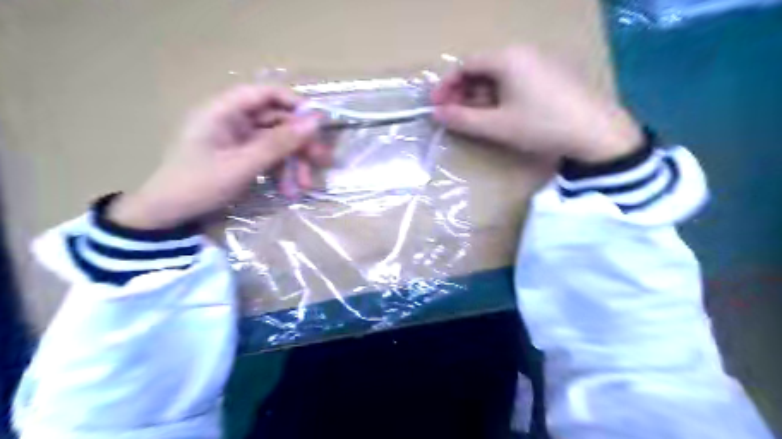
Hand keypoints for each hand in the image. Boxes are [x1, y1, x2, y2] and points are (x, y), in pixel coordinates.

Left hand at [108, 84, 317, 229]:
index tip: (318, 124)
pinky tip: (289, 191)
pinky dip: (282, 172)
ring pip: (277, 142)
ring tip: (305, 186)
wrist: (168, 214)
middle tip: (321, 160)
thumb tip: (314, 123)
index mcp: (224, 111)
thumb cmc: (199, 184)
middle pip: (277, 120)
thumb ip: (279, 143)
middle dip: (300, 142)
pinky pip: (270, 157)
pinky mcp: (242, 156)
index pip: (265, 93)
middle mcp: (233, 120)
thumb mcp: (243, 165)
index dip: (294, 104)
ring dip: (294, 162)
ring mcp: (238, 139)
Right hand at [430, 46, 643, 161]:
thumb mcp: (496, 126)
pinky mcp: (551, 74)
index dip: (446, 86)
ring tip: (473, 118)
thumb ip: (462, 119)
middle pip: (482, 68)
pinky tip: (500, 114)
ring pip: (499, 75)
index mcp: (507, 58)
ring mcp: (540, 61)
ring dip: (480, 96)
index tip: (435, 106)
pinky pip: (516, 79)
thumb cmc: (541, 125)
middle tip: (452, 115)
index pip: (465, 65)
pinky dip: (500, 95)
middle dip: (463, 92)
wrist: (596, 133)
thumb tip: (436, 113)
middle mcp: (523, 52)